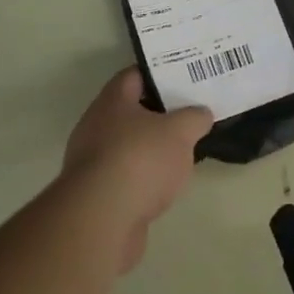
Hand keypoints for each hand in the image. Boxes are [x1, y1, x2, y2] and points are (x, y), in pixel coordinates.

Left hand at [64, 68, 211, 272]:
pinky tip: (165, 185)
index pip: (135, 75)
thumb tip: (201, 114)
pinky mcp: (96, 194)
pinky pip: (126, 176)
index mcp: (112, 101)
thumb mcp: (180, 131)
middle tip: (190, 114)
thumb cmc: (140, 160)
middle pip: (131, 111)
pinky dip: (144, 177)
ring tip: (183, 151)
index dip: (160, 73)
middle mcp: (96, 126)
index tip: (185, 78)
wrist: (101, 219)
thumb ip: (194, 117)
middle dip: (160, 114)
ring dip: (152, 148)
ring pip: (128, 145)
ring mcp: (93, 161)